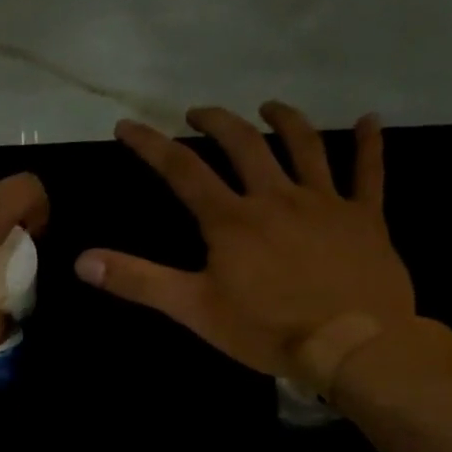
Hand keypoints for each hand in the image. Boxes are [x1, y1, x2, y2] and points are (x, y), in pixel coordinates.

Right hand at [74, 103, 415, 382]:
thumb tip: (82, 260)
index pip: (182, 170)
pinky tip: (370, 120)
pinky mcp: (365, 217)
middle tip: (199, 112)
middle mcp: (275, 197)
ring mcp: (324, 202)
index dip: (151, 144)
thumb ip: (138, 281)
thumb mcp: (194, 309)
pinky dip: (370, 144)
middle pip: (243, 145)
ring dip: (284, 120)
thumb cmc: (267, 329)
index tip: (127, 125)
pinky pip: (369, 173)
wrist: (352, 344)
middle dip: (216, 122)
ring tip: (268, 106)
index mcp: (231, 220)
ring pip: (304, 146)